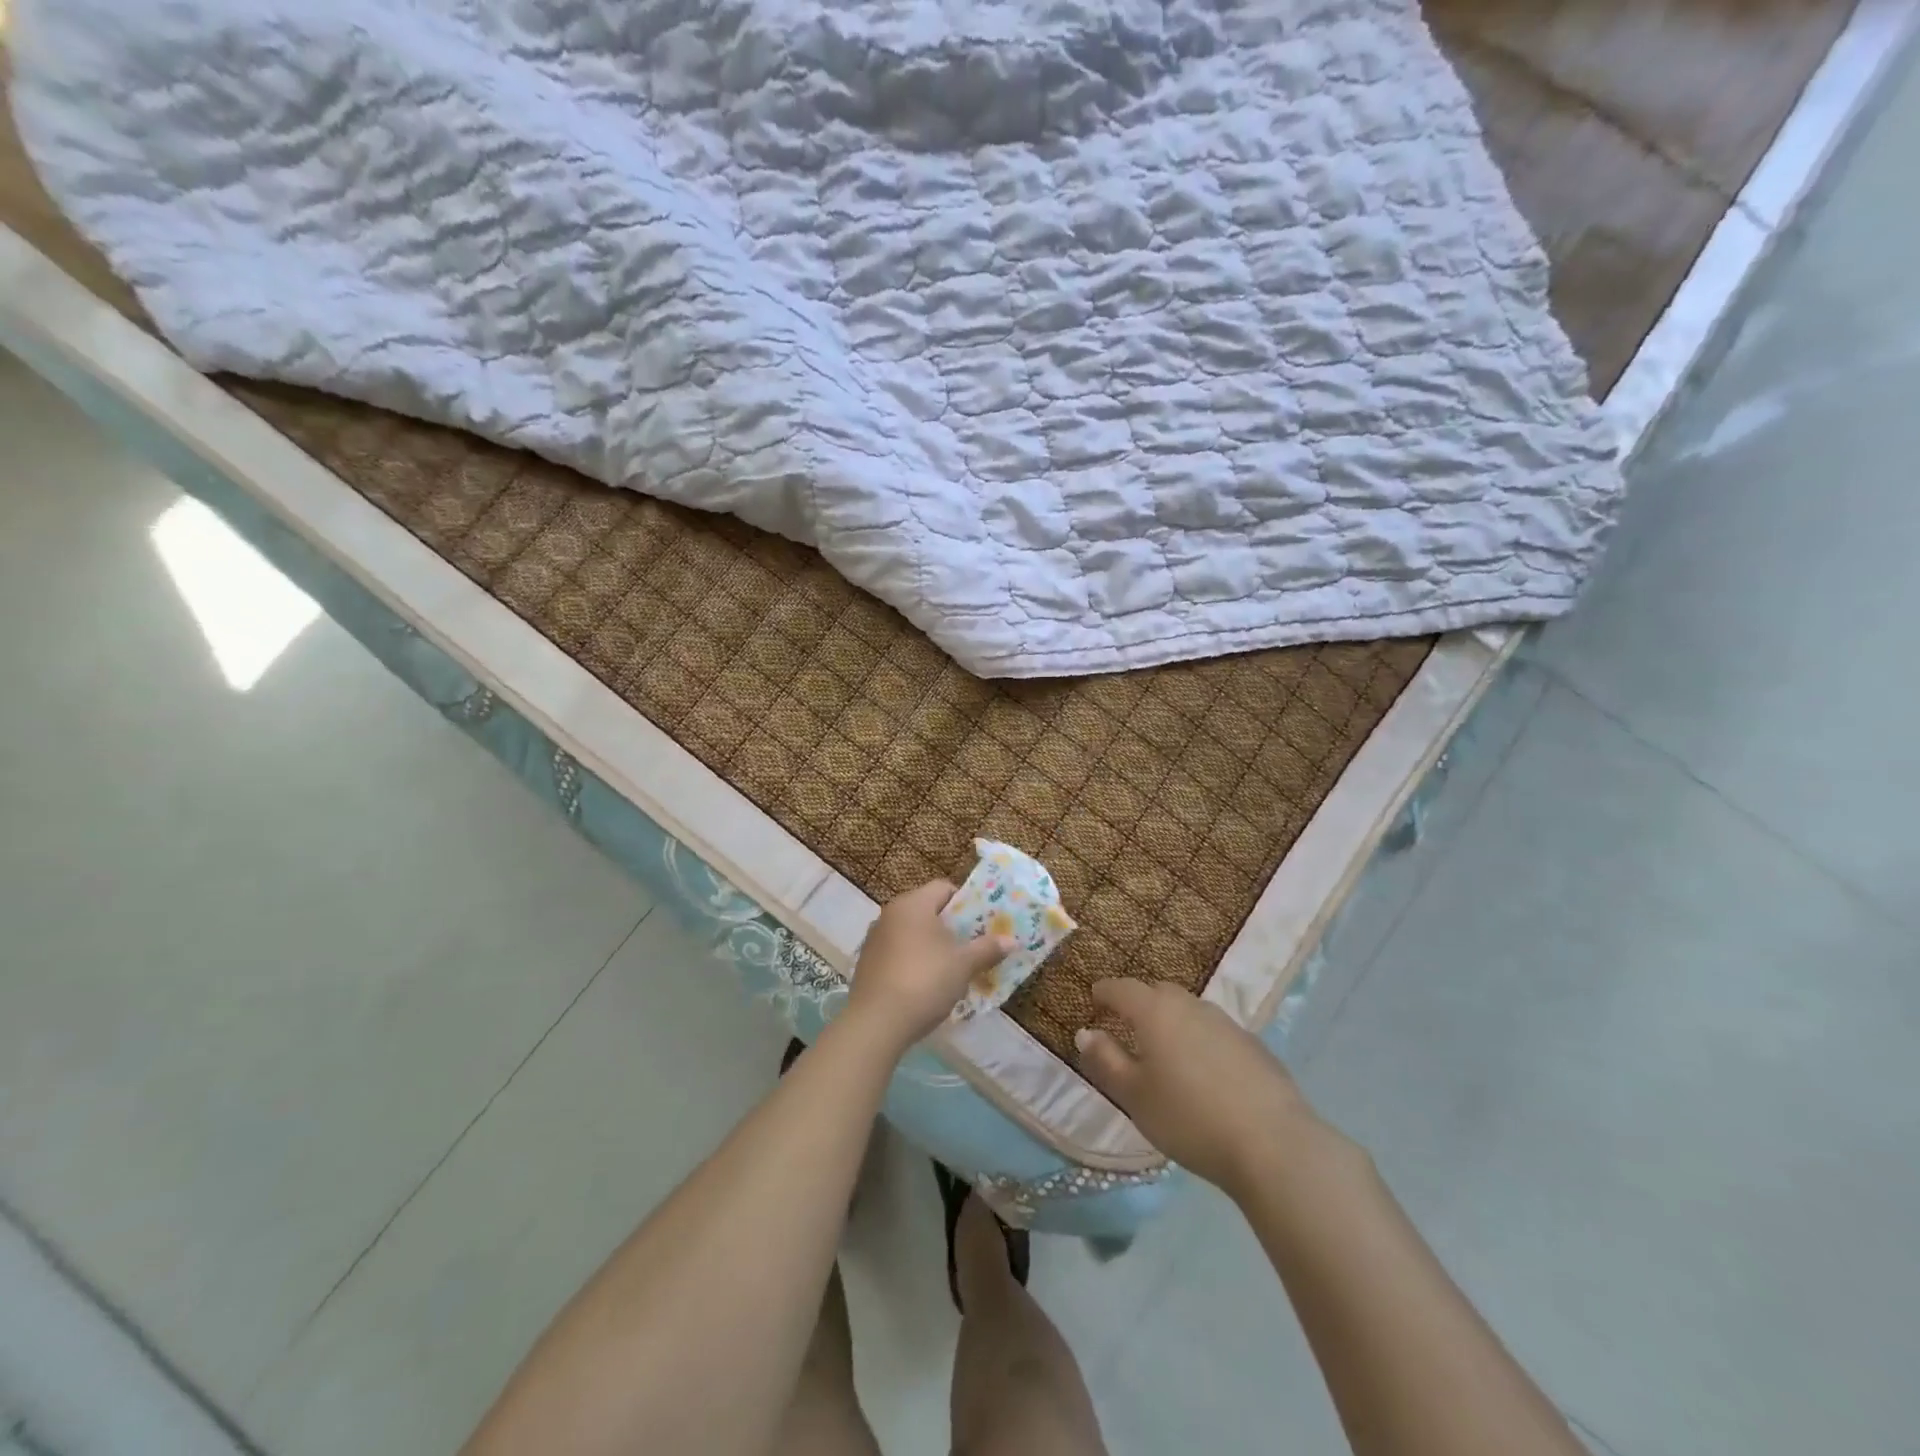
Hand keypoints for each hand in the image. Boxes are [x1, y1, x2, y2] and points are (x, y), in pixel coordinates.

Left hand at [844, 881, 1011, 1054]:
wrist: (876, 1022)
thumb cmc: (924, 981)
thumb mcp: (963, 965)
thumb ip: (987, 949)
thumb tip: (1012, 940)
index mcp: (913, 904)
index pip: (944, 888)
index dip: (966, 902)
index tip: (981, 922)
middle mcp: (890, 913)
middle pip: (927, 910)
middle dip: (950, 926)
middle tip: (972, 945)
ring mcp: (875, 938)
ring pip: (911, 932)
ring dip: (931, 945)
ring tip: (952, 968)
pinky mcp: (866, 963)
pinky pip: (897, 952)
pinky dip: (913, 960)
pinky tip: (925, 984)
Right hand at [1075, 978, 1323, 1195]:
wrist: (1273, 1145)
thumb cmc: (1189, 1119)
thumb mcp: (1135, 1097)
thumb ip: (1106, 1061)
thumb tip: (1086, 1033)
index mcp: (1156, 1012)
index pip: (1123, 988)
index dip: (1105, 991)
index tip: (1094, 997)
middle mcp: (1191, 1006)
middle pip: (1158, 993)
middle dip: (1140, 1002)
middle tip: (1127, 1023)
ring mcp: (1227, 1023)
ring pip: (1190, 1011)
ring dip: (1173, 1021)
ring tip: (1166, 1048)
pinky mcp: (1254, 1046)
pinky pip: (1215, 1032)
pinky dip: (1201, 1040)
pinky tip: (1205, 1071)